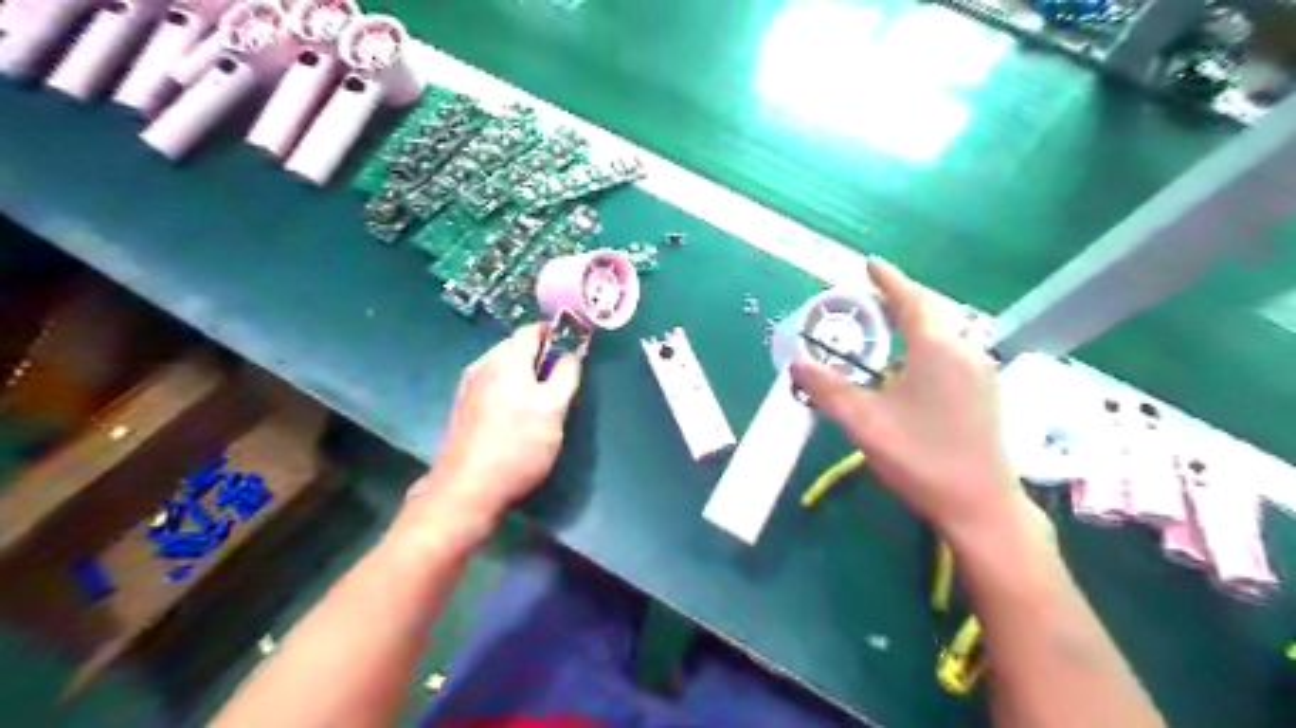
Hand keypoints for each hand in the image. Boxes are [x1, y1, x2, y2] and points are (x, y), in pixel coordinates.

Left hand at [410, 327, 580, 519]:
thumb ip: (566, 375)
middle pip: (516, 346)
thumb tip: (570, 354)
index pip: (533, 330)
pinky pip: (492, 384)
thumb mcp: (554, 408)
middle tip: (561, 381)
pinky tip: (516, 414)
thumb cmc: (519, 445)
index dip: (556, 336)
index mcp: (506, 359)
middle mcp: (483, 364)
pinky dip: (508, 388)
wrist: (468, 487)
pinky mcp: (463, 406)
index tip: (574, 353)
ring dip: (524, 374)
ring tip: (541, 400)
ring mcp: (469, 385)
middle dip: (541, 357)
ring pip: (503, 366)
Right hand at [797, 259, 1029, 542]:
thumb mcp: (863, 421)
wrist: (980, 505)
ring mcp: (980, 371)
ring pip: (947, 329)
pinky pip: (954, 348)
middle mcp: (964, 350)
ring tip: (890, 323)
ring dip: (918, 318)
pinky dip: (930, 339)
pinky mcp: (984, 392)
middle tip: (873, 295)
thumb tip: (796, 362)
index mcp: (936, 348)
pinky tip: (913, 361)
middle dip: (903, 296)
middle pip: (933, 309)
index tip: (870, 263)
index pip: (910, 299)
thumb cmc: (920, 456)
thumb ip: (827, 388)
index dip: (888, 279)